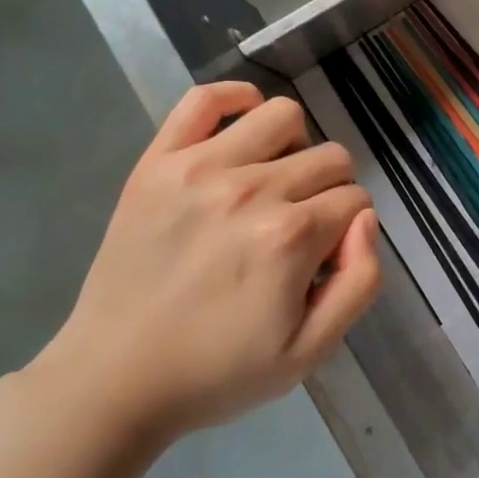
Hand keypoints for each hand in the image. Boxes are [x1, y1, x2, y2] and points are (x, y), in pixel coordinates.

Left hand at [40, 81, 381, 441]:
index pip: (354, 200)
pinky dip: (236, 99)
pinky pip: (206, 98)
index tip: (321, 259)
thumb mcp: (309, 352)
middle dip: (329, 193)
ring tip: (272, 183)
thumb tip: (365, 219)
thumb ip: (361, 282)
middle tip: (298, 230)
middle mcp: (251, 189)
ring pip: (283, 116)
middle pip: (329, 158)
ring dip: (294, 147)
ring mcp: (199, 167)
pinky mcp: (158, 161)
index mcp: (290, 237)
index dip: (347, 231)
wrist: (113, 379)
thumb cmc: (217, 371)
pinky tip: (243, 128)